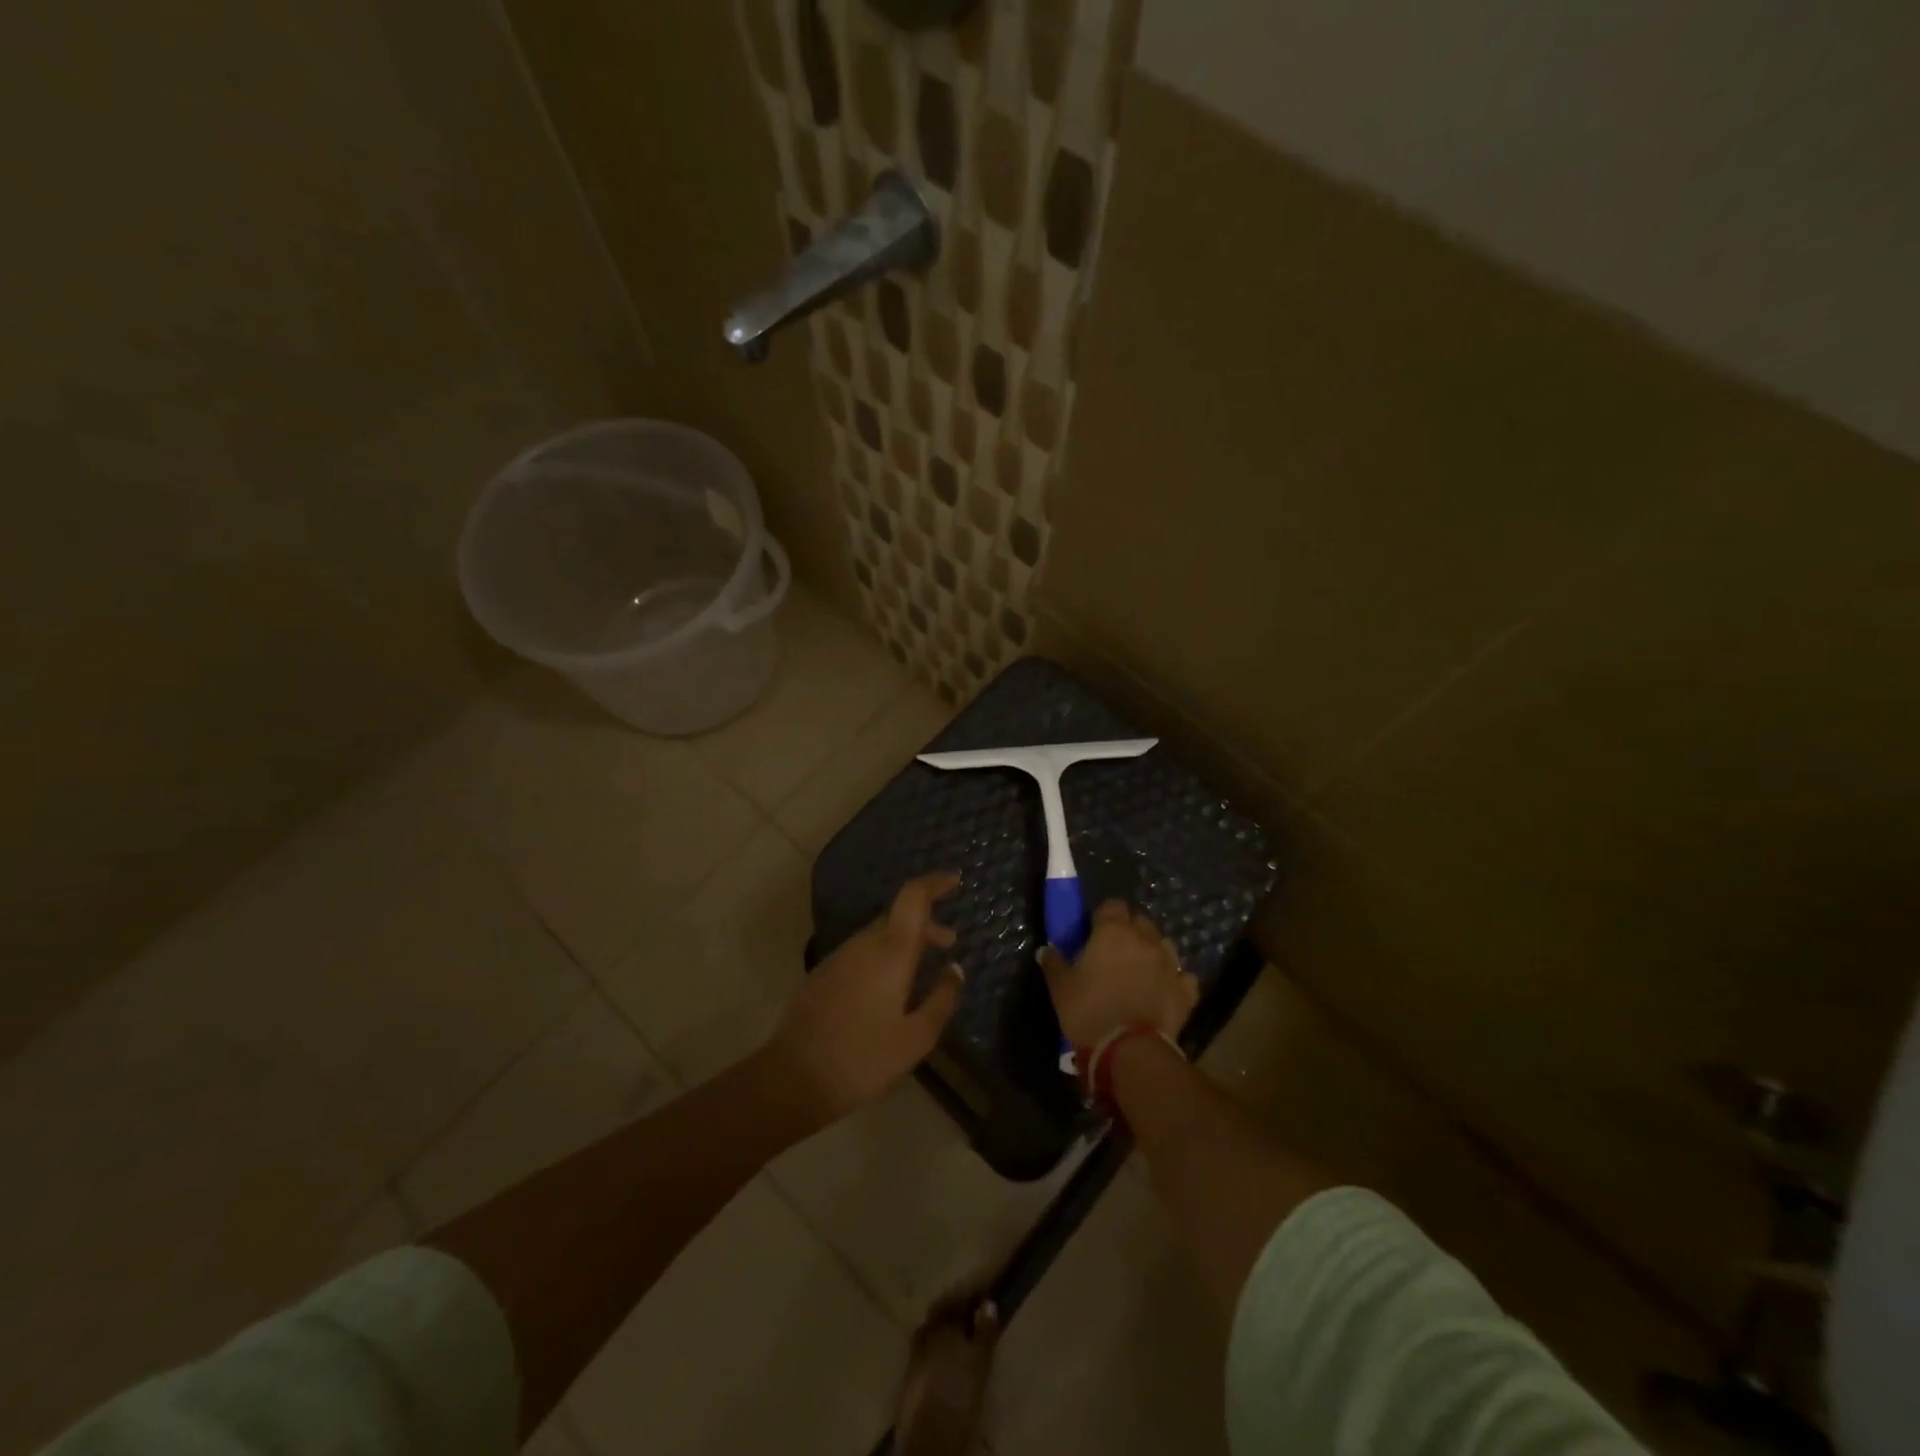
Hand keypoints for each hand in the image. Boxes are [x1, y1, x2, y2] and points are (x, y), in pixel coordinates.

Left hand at [768, 872, 964, 1123]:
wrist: (794, 1077)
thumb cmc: (863, 1059)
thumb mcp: (916, 1038)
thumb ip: (942, 999)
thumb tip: (956, 970)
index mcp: (890, 952)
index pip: (913, 897)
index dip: (935, 883)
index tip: (955, 881)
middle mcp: (864, 944)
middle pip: (898, 915)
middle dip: (927, 922)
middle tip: (950, 942)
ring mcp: (840, 956)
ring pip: (879, 934)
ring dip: (906, 940)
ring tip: (924, 968)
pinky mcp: (824, 973)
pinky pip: (862, 951)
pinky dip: (884, 954)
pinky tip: (889, 987)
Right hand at [1040, 900, 1196, 1049]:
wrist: (1129, 1050)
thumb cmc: (1088, 1011)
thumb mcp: (1061, 988)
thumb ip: (1054, 963)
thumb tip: (1045, 950)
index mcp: (1113, 932)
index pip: (1112, 905)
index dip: (1103, 916)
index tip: (1093, 931)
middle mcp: (1145, 939)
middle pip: (1140, 920)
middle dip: (1129, 929)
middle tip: (1114, 950)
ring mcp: (1170, 964)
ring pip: (1164, 944)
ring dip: (1153, 951)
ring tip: (1140, 969)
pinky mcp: (1185, 990)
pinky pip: (1182, 976)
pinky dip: (1174, 979)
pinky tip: (1164, 990)